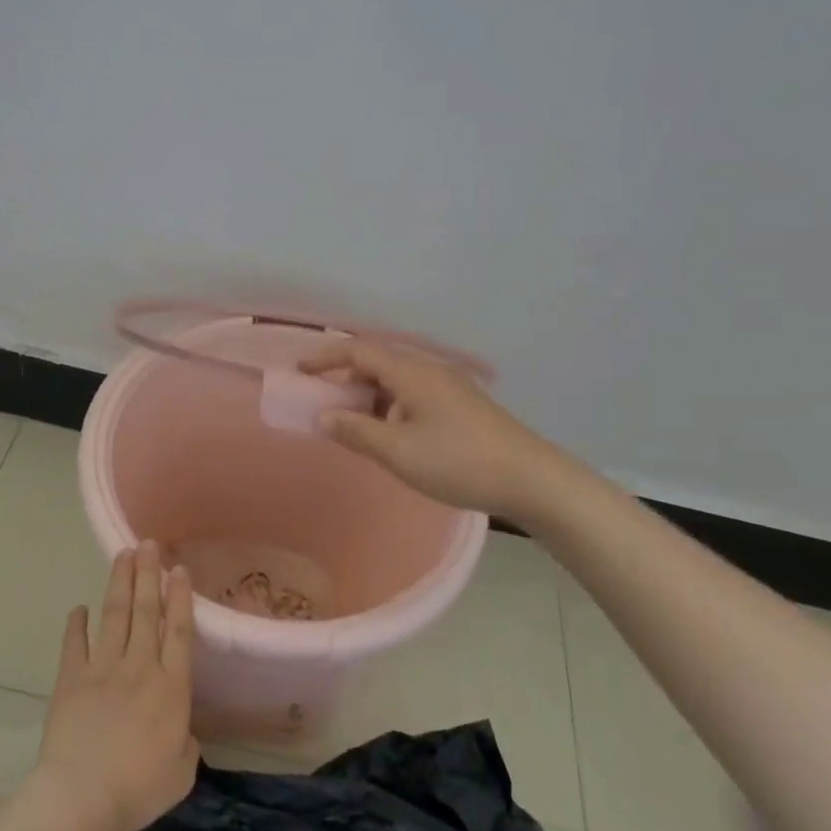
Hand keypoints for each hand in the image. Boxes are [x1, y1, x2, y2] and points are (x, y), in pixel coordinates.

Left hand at [34, 542, 199, 830]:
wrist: (82, 798)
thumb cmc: (138, 789)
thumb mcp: (181, 773)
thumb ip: (186, 744)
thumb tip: (181, 732)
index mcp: (171, 687)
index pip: (179, 630)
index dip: (180, 597)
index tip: (178, 569)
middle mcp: (140, 666)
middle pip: (146, 610)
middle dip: (148, 574)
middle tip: (149, 544)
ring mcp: (103, 668)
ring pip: (114, 615)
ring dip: (119, 583)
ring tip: (123, 555)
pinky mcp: (71, 678)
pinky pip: (74, 643)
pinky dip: (76, 624)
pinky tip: (78, 608)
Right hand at [300, 338, 551, 518]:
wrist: (531, 479)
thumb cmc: (459, 462)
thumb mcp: (399, 452)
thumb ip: (356, 431)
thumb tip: (324, 416)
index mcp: (411, 373)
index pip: (358, 351)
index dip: (325, 357)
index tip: (299, 370)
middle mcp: (429, 370)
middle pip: (377, 362)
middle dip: (345, 379)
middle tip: (323, 403)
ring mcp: (449, 387)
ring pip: (396, 380)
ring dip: (369, 396)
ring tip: (353, 425)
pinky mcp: (461, 405)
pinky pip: (413, 395)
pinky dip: (390, 407)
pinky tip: (391, 435)